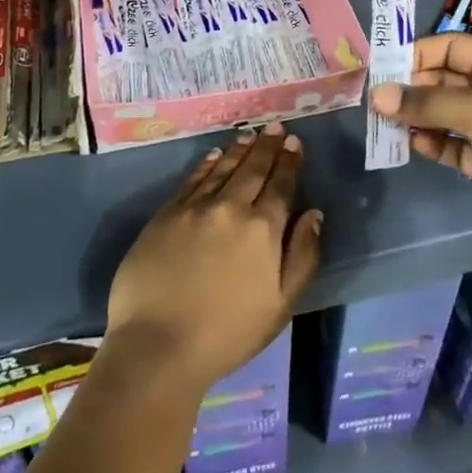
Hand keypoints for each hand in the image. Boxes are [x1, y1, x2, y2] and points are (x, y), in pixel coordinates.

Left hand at [105, 122, 323, 392]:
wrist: (157, 346)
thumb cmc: (227, 334)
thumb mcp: (280, 306)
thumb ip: (302, 256)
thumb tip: (314, 214)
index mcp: (263, 229)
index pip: (281, 185)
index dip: (290, 162)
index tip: (295, 142)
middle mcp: (231, 207)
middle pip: (253, 169)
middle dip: (267, 146)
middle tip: (275, 127)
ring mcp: (195, 208)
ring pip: (223, 168)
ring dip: (239, 150)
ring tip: (250, 135)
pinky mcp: (166, 215)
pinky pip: (192, 180)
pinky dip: (206, 164)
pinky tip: (213, 155)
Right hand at [370, 33, 471, 255]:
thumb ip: (426, 103)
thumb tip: (376, 95)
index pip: (452, 47)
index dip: (419, 54)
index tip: (384, 68)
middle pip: (443, 80)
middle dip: (412, 88)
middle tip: (378, 101)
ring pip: (442, 113)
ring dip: (417, 117)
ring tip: (386, 124)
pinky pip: (449, 144)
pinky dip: (432, 143)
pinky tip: (414, 146)